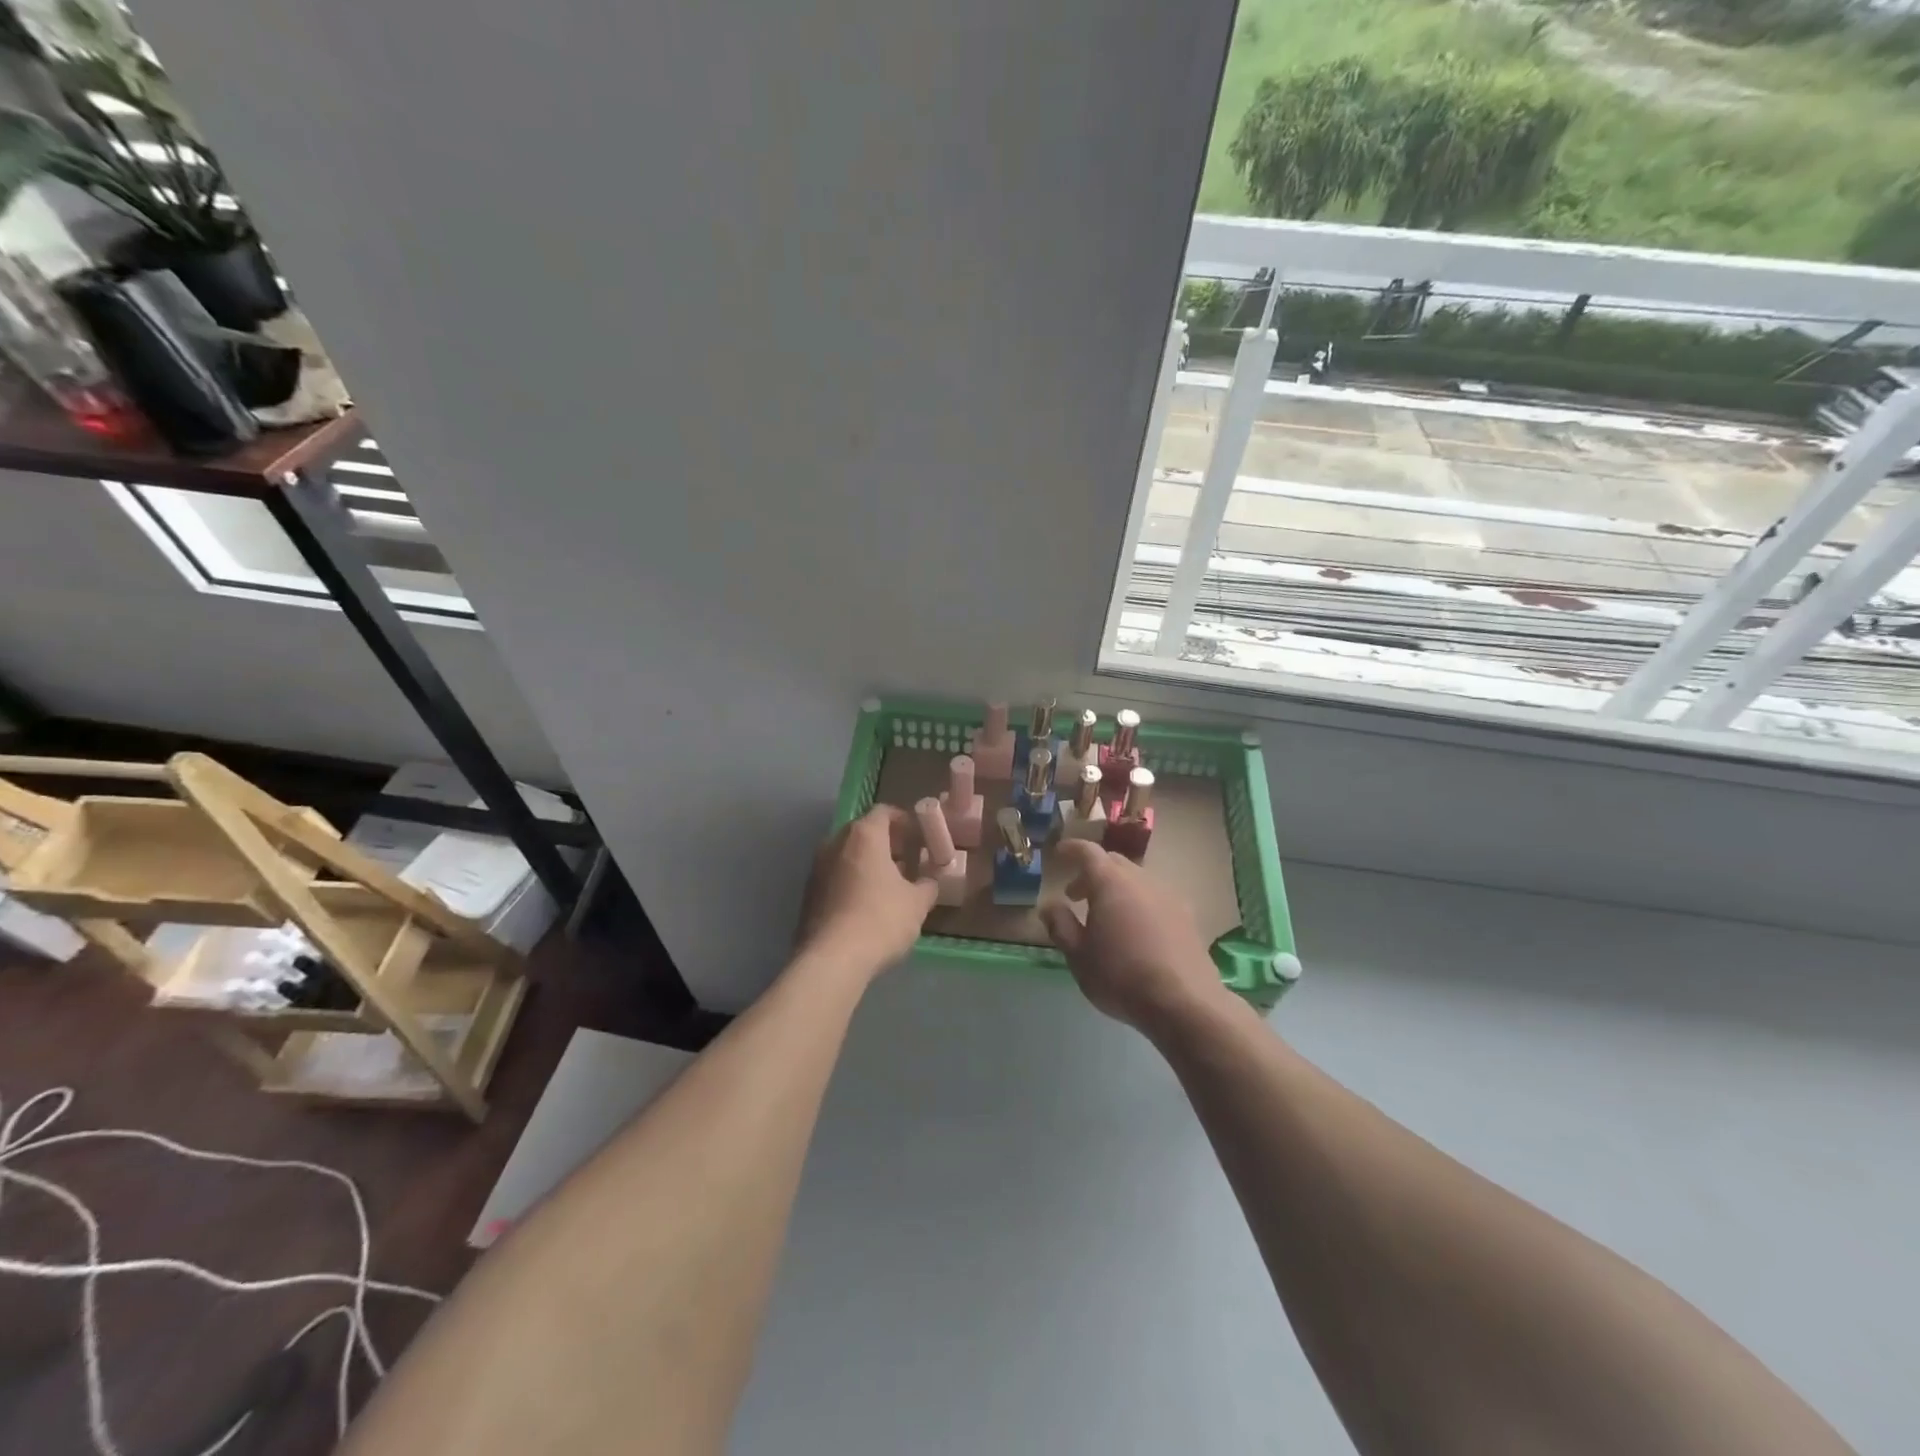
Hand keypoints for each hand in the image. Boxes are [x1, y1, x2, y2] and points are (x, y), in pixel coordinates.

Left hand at [794, 807, 938, 981]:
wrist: (831, 959)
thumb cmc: (881, 919)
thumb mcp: (917, 903)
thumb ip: (927, 886)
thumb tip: (929, 882)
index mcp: (864, 836)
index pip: (883, 812)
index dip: (902, 820)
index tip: (916, 835)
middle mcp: (835, 843)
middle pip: (862, 832)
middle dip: (884, 842)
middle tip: (905, 859)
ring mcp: (817, 868)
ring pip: (846, 855)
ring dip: (866, 863)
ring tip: (887, 884)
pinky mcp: (807, 894)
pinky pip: (835, 877)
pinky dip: (851, 881)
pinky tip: (866, 904)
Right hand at [1040, 840, 1231, 1034]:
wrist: (1184, 1003)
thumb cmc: (1121, 976)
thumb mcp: (1078, 956)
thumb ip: (1061, 925)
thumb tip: (1050, 905)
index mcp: (1111, 883)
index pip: (1088, 852)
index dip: (1071, 849)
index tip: (1058, 854)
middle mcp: (1142, 880)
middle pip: (1114, 863)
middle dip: (1092, 873)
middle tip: (1076, 895)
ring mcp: (1169, 896)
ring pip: (1137, 880)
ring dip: (1116, 889)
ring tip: (1106, 917)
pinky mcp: (1188, 916)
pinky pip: (1155, 898)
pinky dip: (1138, 903)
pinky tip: (1135, 931)